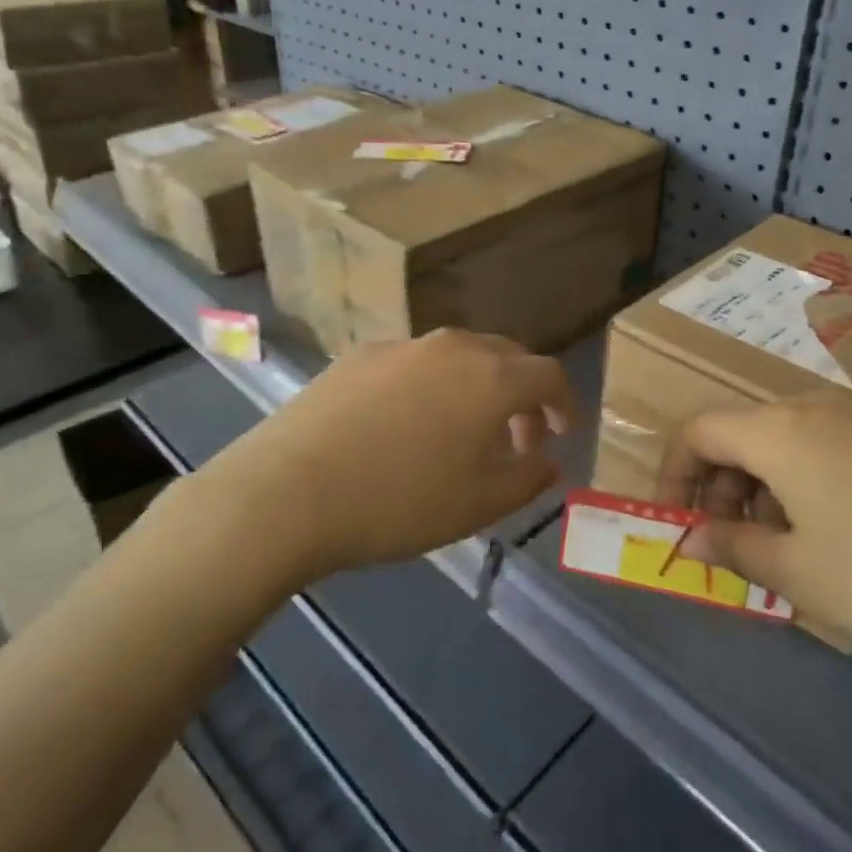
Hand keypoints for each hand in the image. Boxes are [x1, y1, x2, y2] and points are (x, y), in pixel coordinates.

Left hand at [190, 329, 576, 585]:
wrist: (287, 492)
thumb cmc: (399, 503)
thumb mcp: (479, 505)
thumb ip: (527, 478)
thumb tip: (548, 460)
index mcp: (491, 377)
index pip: (548, 374)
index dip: (564, 403)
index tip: (562, 433)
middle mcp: (451, 347)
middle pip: (506, 356)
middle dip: (522, 394)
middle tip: (517, 439)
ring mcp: (401, 346)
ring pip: (458, 357)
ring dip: (476, 388)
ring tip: (462, 433)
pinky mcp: (358, 355)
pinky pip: (414, 363)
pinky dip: (431, 386)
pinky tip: (406, 426)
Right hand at [661, 396, 851, 679]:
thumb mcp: (804, 575)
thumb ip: (737, 549)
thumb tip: (694, 535)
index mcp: (780, 431)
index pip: (697, 431)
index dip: (671, 476)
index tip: (678, 527)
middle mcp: (818, 411)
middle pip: (742, 435)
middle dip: (721, 489)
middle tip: (734, 550)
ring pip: (788, 447)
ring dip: (766, 494)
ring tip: (788, 557)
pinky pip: (832, 456)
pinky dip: (810, 492)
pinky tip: (843, 545)